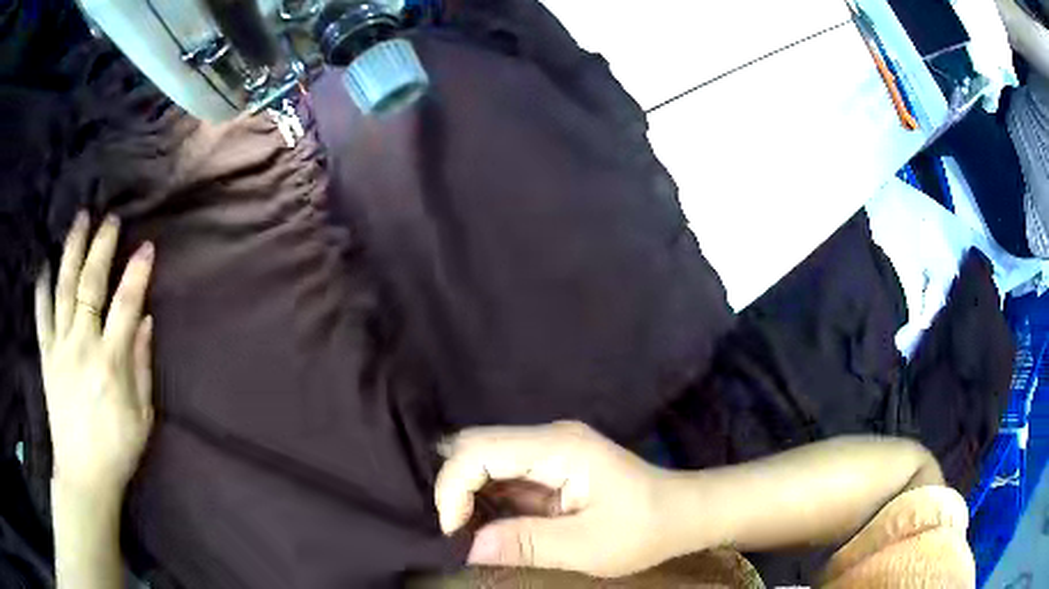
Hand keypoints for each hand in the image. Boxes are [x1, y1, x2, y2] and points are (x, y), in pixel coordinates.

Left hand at [36, 212, 155, 500]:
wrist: (84, 475)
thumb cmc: (118, 449)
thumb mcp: (142, 416)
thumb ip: (141, 365)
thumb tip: (145, 320)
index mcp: (110, 363)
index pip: (126, 305)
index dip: (137, 273)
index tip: (147, 246)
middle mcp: (82, 346)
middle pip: (90, 285)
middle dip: (101, 247)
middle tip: (110, 219)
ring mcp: (60, 349)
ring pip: (63, 289)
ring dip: (71, 251)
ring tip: (79, 221)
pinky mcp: (46, 358)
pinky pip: (41, 317)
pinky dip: (42, 289)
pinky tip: (44, 266)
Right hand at [435, 421, 678, 577]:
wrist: (683, 513)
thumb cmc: (645, 529)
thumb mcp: (589, 546)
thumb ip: (528, 544)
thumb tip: (470, 548)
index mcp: (559, 448)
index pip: (479, 449)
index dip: (454, 487)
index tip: (455, 532)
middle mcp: (549, 438)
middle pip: (476, 446)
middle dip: (456, 488)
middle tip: (459, 532)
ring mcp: (550, 449)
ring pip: (485, 458)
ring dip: (469, 494)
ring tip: (470, 532)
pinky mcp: (551, 465)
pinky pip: (504, 474)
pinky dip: (487, 498)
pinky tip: (492, 524)